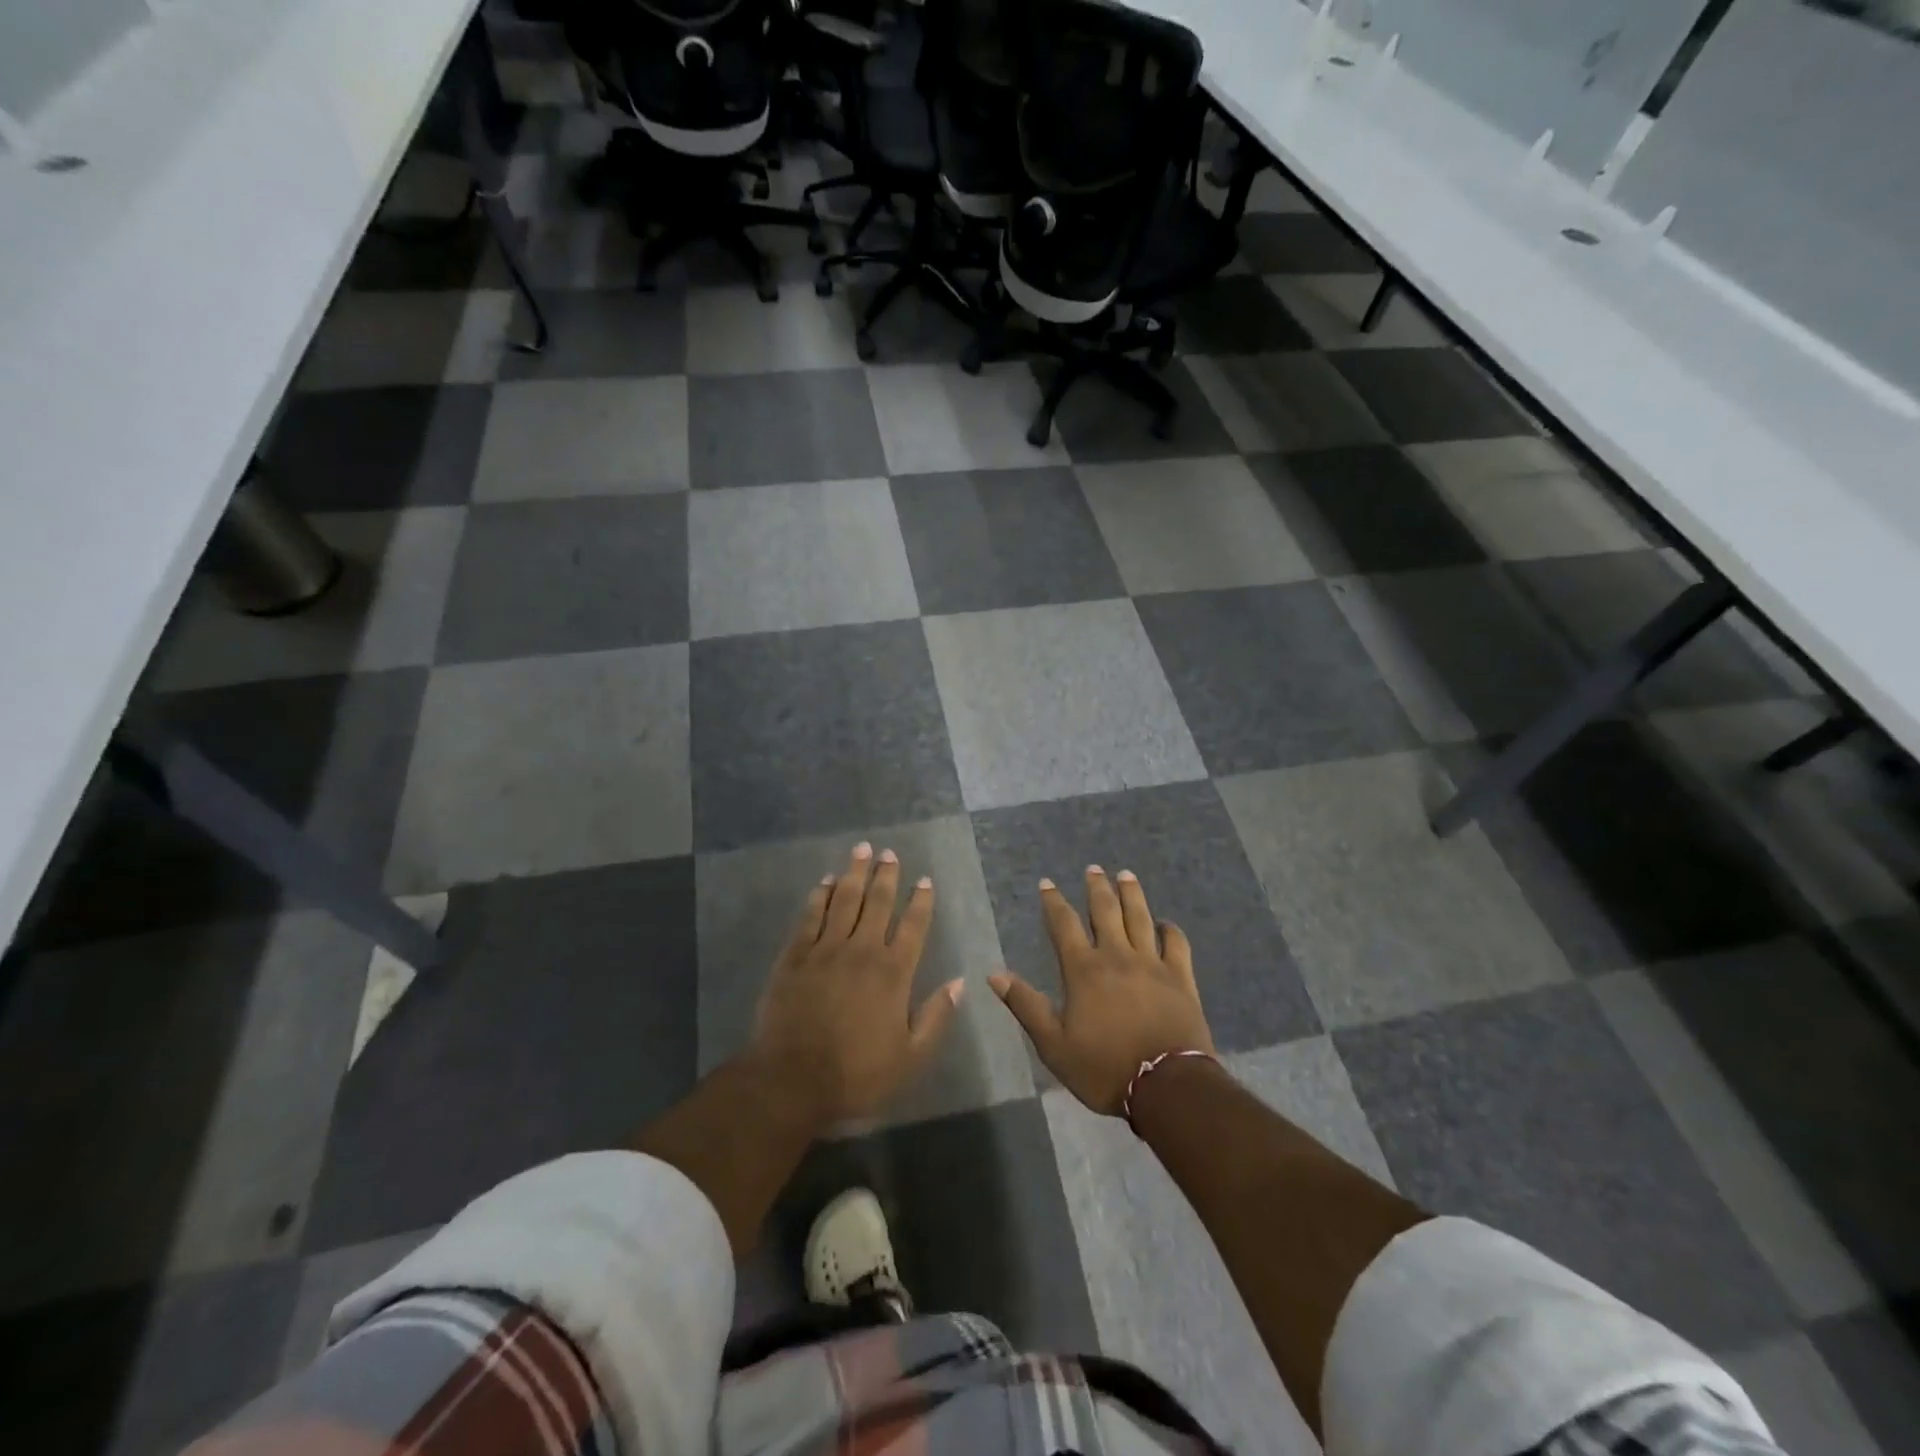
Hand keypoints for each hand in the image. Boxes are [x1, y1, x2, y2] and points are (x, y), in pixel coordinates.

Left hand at [749, 842, 962, 1124]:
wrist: (791, 1080)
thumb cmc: (856, 1074)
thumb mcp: (910, 1057)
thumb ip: (936, 1017)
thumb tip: (960, 983)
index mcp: (893, 972)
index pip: (912, 926)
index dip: (921, 901)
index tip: (925, 880)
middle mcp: (862, 950)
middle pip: (877, 903)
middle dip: (886, 875)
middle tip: (890, 853)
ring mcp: (825, 949)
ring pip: (844, 900)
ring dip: (854, 873)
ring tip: (861, 850)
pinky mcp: (795, 956)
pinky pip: (809, 916)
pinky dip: (818, 896)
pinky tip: (824, 882)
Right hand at [990, 867, 1213, 1116]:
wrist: (1166, 1086)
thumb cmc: (1104, 1068)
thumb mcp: (1053, 1044)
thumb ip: (1026, 1005)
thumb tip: (994, 974)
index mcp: (1084, 970)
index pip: (1064, 925)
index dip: (1053, 901)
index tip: (1047, 883)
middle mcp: (1117, 956)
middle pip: (1106, 911)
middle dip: (1097, 887)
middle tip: (1093, 868)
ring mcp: (1152, 964)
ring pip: (1140, 917)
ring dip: (1132, 894)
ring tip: (1126, 874)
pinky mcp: (1181, 977)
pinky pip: (1176, 943)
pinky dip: (1170, 929)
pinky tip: (1165, 922)